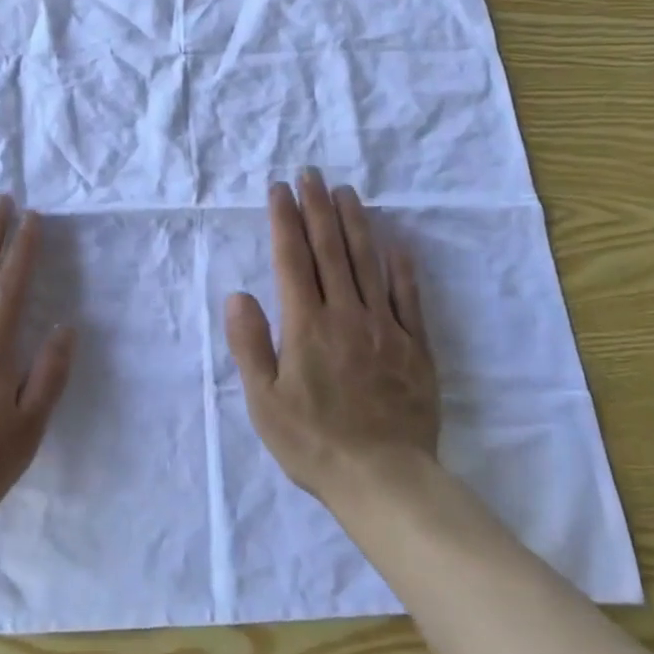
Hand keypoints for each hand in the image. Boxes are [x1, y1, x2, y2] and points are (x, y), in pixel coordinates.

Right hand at [225, 170, 440, 503]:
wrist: (385, 480)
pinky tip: (396, 244)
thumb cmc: (314, 443)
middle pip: (330, 249)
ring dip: (355, 223)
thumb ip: (249, 344)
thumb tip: (238, 295)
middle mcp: (346, 315)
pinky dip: (400, 267)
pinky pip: (408, 297)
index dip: (285, 219)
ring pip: (368, 262)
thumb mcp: (264, 402)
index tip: (280, 189)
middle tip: (312, 173)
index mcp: (307, 325)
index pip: (292, 259)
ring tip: (346, 192)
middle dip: (318, 207)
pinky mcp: (415, 346)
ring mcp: (385, 327)